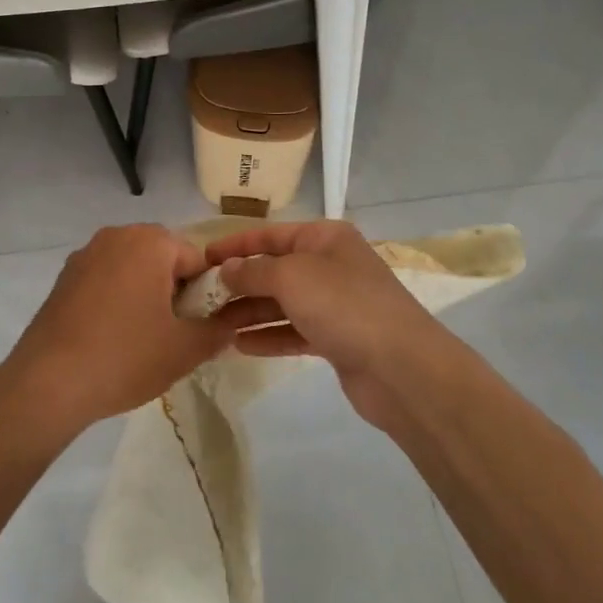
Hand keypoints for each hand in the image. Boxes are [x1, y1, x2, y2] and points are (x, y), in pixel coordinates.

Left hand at [0, 225, 231, 442]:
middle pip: (163, 259)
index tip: (196, 327)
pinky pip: (105, 279)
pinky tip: (110, 336)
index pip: (196, 260)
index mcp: (150, 242)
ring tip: (140, 338)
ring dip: (144, 294)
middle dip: (173, 291)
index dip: (204, 294)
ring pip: (132, 268)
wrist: (48, 382)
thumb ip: (218, 331)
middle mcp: (117, 236)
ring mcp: (86, 254)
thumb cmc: (125, 357)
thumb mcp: (185, 349)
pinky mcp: (64, 276)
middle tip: (172, 334)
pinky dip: (115, 299)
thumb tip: (231, 324)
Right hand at [204, 220, 439, 429]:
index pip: (270, 234)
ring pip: (282, 303)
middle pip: (275, 269)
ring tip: (213, 324)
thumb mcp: (292, 276)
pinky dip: (269, 336)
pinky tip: (240, 345)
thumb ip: (253, 271)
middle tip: (200, 299)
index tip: (200, 259)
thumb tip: (226, 269)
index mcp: (324, 238)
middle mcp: (330, 265)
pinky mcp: (337, 339)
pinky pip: (294, 331)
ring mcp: (335, 304)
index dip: (234, 245)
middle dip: (239, 282)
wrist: (402, 368)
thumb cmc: (344, 305)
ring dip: (249, 312)